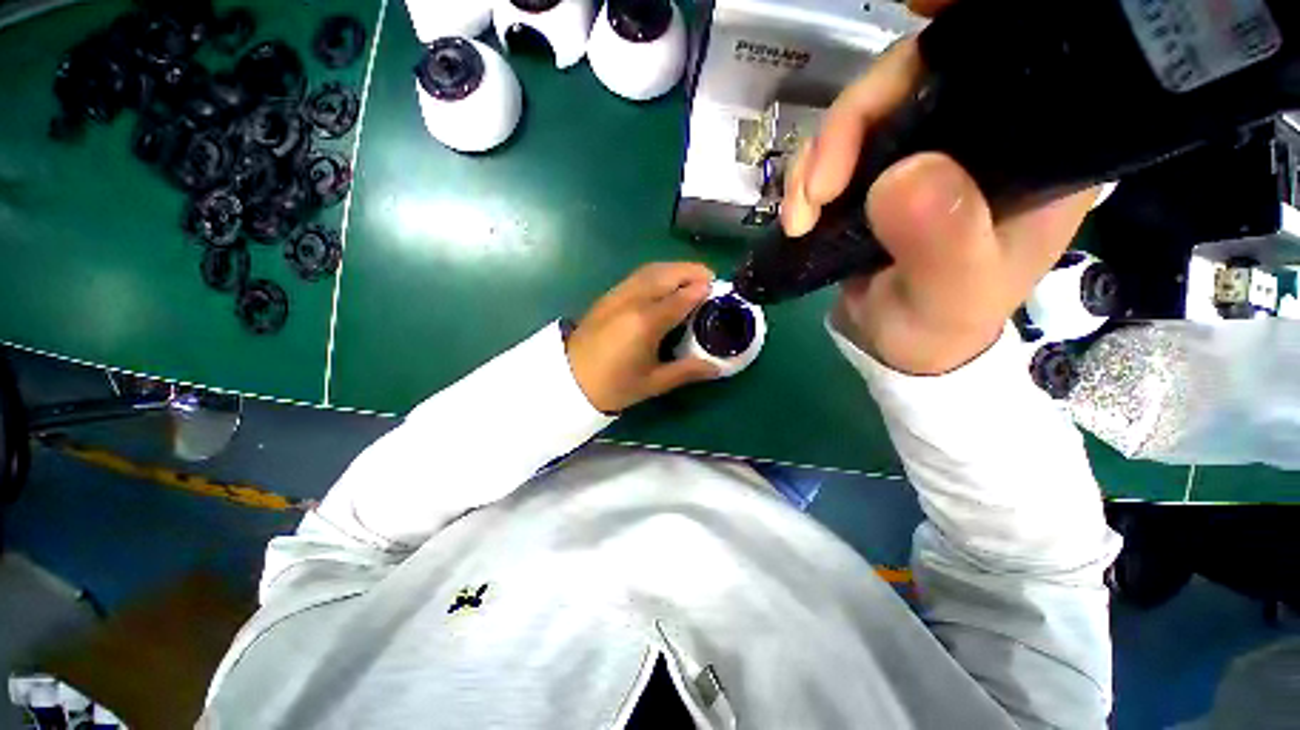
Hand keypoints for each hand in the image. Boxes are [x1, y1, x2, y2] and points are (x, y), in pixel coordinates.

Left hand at [566, 263, 720, 412]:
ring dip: (675, 268)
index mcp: (646, 323)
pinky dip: (658, 272)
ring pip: (651, 270)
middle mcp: (633, 301)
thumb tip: (717, 367)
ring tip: (692, 277)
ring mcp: (618, 295)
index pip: (681, 298)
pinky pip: (638, 275)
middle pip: (667, 275)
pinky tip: (665, 283)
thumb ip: (687, 371)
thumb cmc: (613, 385)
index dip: (701, 291)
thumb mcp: (653, 383)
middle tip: (710, 278)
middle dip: (692, 271)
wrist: (569, 380)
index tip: (719, 289)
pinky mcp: (608, 295)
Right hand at [781, 0, 1099, 375]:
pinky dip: (806, 175)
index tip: (910, 19)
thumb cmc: (941, 324)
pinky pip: (835, 148)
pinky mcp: (878, 169)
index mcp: (1033, 147)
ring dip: (818, 157)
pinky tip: (798, 213)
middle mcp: (982, 131)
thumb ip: (943, 242)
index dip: (954, 33)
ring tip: (800, 215)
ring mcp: (923, 147)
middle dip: (853, 122)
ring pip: (865, 111)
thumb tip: (903, 175)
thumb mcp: (951, 295)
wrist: (900, 343)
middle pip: (917, 76)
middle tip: (817, 188)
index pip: (1008, 58)